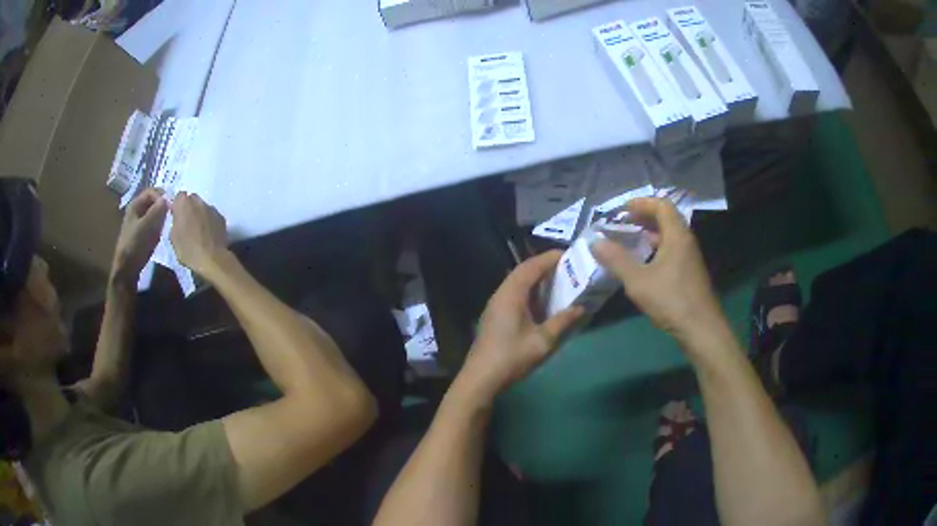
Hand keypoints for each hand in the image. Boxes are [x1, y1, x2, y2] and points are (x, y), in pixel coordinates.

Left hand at [111, 189, 167, 285]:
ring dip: (162, 216)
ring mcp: (139, 223)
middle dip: (163, 205)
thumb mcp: (147, 225)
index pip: (152, 192)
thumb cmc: (135, 244)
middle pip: (153, 201)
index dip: (162, 196)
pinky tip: (163, 232)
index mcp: (135, 205)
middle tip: (173, 213)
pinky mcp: (142, 234)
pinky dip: (159, 225)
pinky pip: (153, 223)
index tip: (171, 206)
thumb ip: (157, 210)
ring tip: (169, 222)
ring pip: (154, 213)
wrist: (127, 269)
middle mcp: (136, 210)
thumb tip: (168, 198)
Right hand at [169, 192, 228, 278]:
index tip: (176, 217)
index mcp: (183, 203)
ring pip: (203, 207)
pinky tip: (208, 234)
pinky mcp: (221, 217)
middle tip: (187, 223)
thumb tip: (178, 220)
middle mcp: (198, 201)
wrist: (212, 259)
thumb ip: (174, 223)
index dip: (177, 206)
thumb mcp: (173, 238)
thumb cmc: (187, 249)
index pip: (179, 197)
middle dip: (189, 208)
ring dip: (199, 214)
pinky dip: (209, 221)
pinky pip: (212, 216)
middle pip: (192, 200)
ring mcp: (211, 208)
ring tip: (199, 230)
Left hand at [459, 251, 583, 402]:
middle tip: (567, 266)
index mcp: (511, 294)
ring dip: (536, 279)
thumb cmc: (512, 357)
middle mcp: (501, 294)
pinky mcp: (495, 316)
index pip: (531, 267)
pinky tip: (542, 301)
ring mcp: (495, 305)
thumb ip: (562, 321)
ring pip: (517, 283)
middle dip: (544, 266)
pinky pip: (514, 294)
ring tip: (558, 280)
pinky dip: (529, 291)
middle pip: (523, 271)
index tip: (569, 254)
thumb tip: (581, 307)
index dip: (549, 258)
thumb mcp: (543, 341)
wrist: (481, 378)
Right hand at [591, 198, 723, 344]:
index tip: (622, 210)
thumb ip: (616, 260)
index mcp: (677, 236)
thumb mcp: (638, 281)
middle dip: (644, 217)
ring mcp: (690, 258)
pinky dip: (656, 249)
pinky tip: (644, 265)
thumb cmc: (671, 300)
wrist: (701, 329)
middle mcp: (686, 242)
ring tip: (630, 241)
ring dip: (650, 234)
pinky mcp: (690, 273)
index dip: (642, 203)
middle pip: (667, 218)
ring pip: (670, 236)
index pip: (662, 205)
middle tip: (623, 223)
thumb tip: (595, 242)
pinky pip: (672, 251)